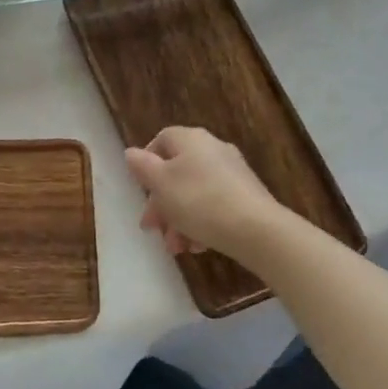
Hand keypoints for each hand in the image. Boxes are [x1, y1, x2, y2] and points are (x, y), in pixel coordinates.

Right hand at [123, 126, 286, 264]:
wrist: (256, 229)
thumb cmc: (199, 201)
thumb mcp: (161, 184)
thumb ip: (142, 167)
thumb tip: (131, 153)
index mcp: (190, 140)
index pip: (162, 140)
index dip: (146, 163)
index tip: (141, 188)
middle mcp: (212, 149)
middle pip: (177, 172)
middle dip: (161, 203)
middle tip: (153, 228)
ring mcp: (232, 172)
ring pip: (194, 193)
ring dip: (179, 220)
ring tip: (177, 248)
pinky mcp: (246, 195)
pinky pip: (215, 205)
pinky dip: (202, 223)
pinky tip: (198, 246)